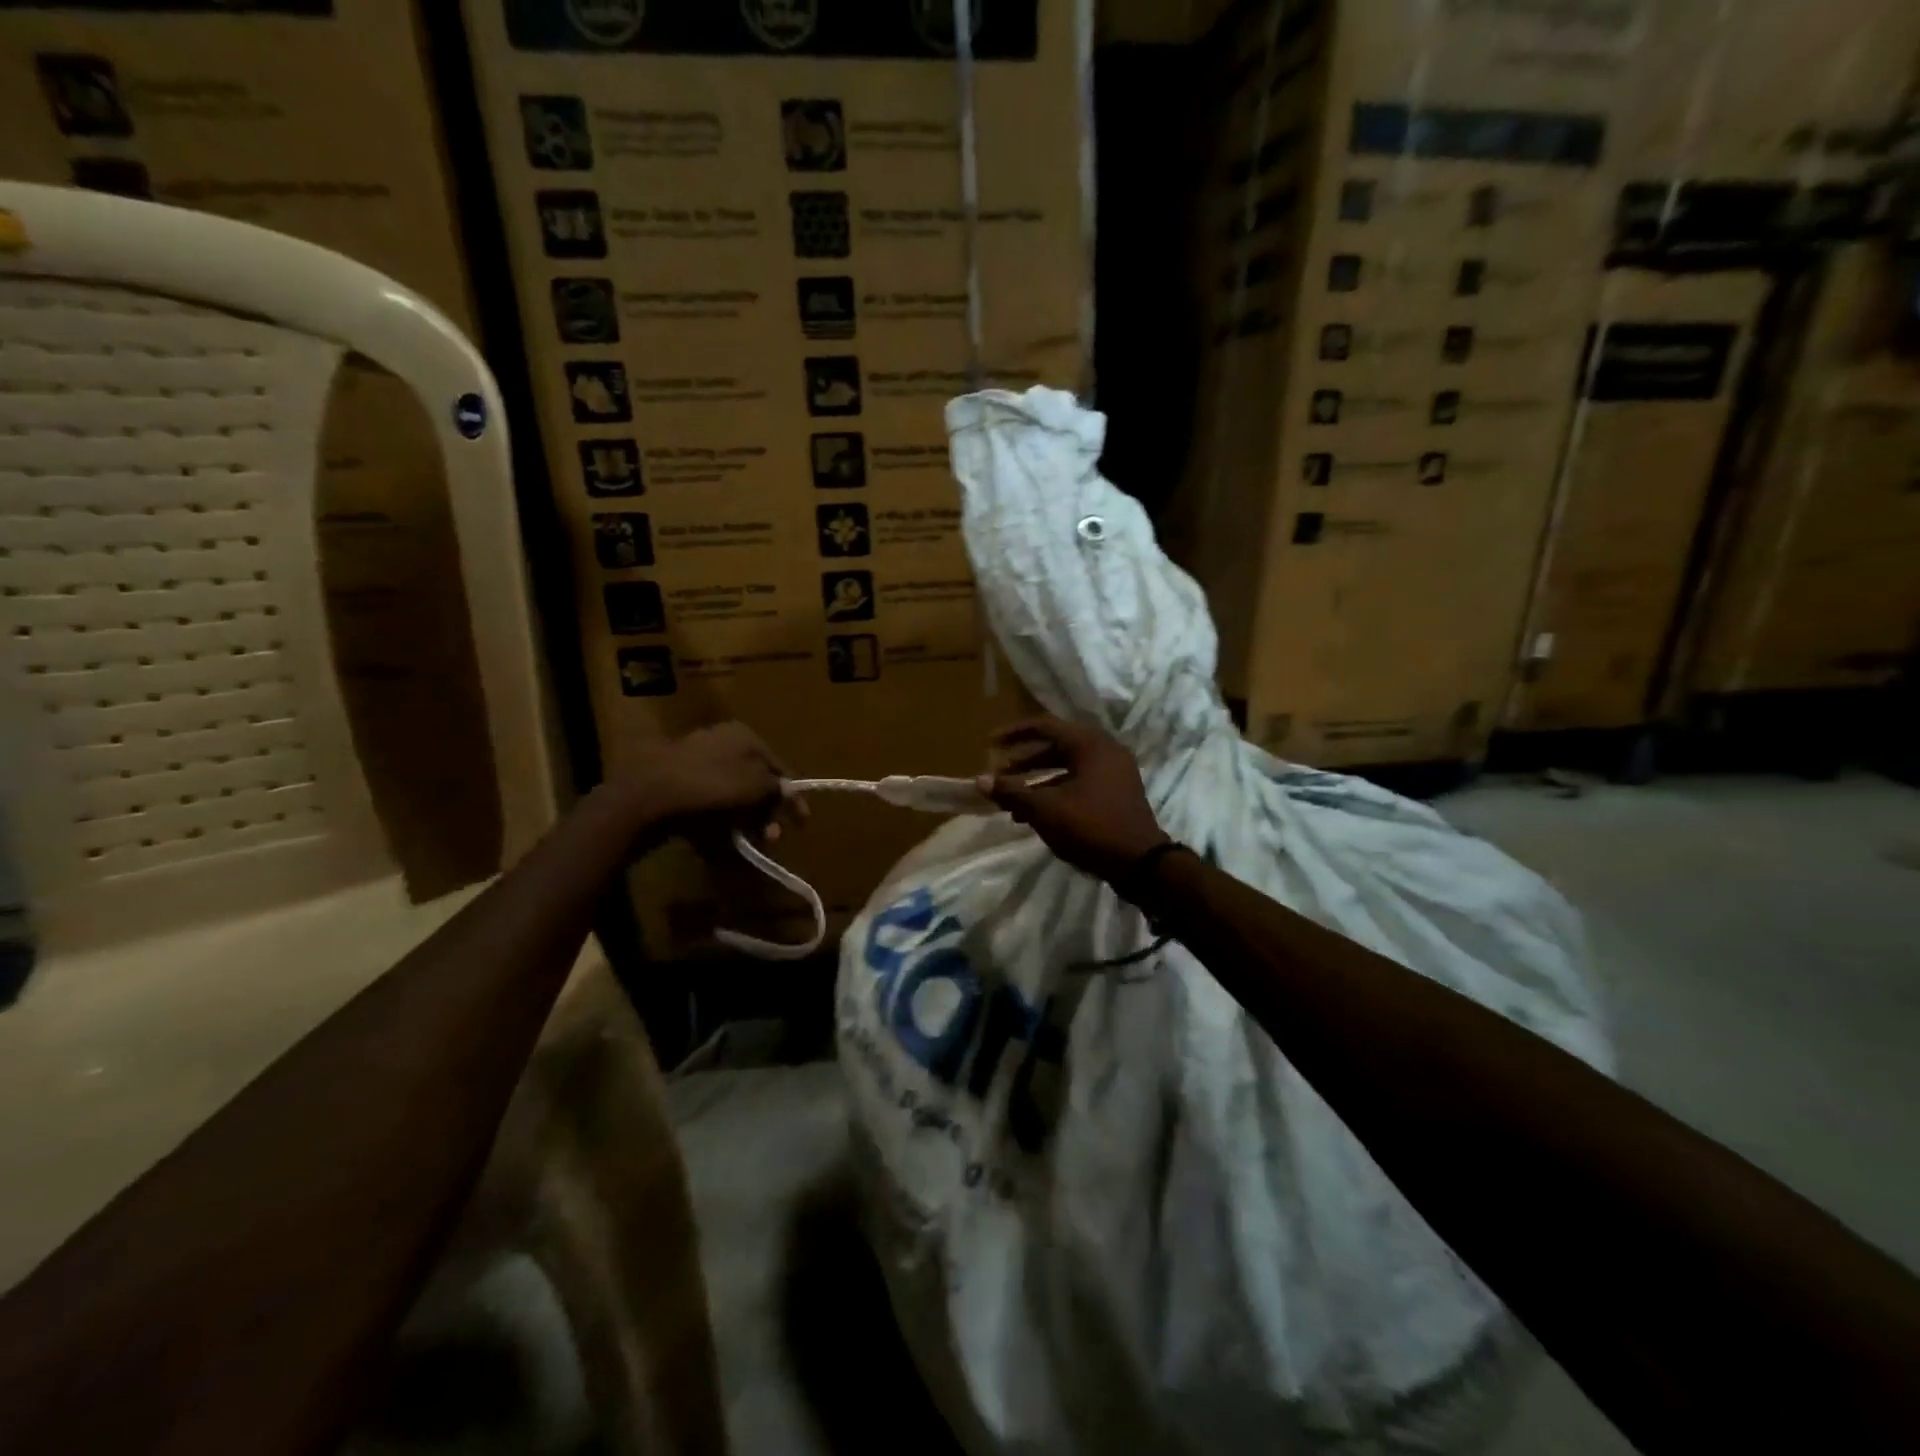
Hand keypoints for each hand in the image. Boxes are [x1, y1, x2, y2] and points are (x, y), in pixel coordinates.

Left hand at [616, 722, 801, 840]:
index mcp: (745, 736)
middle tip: (770, 839)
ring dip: (745, 822)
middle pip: (756, 783)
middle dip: (767, 814)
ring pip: (733, 797)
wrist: (647, 795)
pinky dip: (719, 823)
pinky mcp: (678, 785)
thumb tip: (787, 791)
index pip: (780, 767)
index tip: (801, 822)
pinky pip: (709, 806)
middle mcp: (723, 743)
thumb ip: (778, 788)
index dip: (793, 796)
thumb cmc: (711, 784)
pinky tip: (720, 842)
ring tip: (746, 844)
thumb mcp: (756, 783)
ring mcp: (698, 762)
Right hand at [977, 716, 1168, 882]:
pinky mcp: (1116, 793)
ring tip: (1010, 802)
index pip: (1044, 725)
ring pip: (1066, 767)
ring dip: (1036, 781)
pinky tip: (1034, 815)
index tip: (989, 743)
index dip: (1013, 733)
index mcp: (1089, 744)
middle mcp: (1104, 750)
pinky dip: (1055, 792)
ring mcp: (1114, 772)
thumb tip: (980, 781)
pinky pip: (1079, 782)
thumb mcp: (1046, 810)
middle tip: (998, 775)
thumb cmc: (1092, 828)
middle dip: (1023, 762)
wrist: (1141, 864)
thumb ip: (1012, 792)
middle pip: (1055, 746)